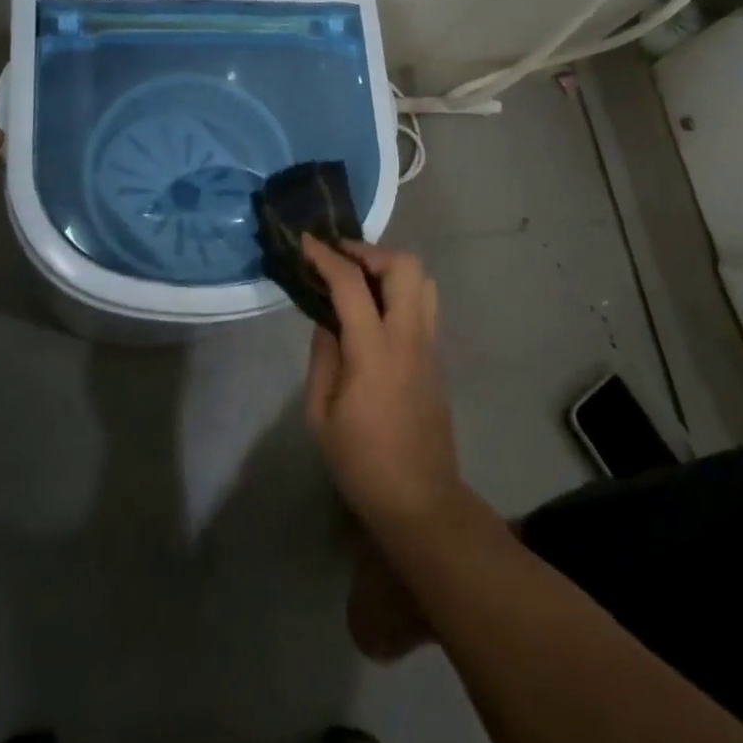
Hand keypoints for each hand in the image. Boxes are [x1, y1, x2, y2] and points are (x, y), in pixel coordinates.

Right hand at [302, 236, 464, 534]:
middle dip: (369, 251)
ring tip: (359, 280)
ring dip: (390, 267)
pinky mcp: (436, 356)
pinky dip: (399, 290)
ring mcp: (429, 345)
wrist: (420, 500)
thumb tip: (327, 319)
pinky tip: (375, 310)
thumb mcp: (321, 413)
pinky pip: (424, 303)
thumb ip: (323, 355)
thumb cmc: (361, 462)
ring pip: (423, 279)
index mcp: (374, 352)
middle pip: (405, 266)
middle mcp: (409, 337)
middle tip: (340, 259)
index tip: (306, 241)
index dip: (326, 256)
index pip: (351, 284)